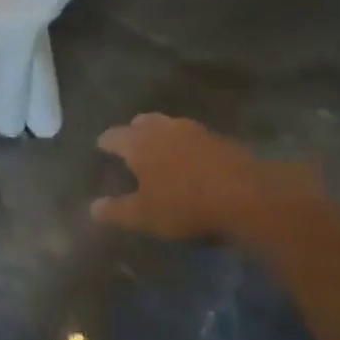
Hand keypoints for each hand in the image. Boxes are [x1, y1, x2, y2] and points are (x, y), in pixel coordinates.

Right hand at [92, 113, 323, 242]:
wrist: (246, 196)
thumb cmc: (185, 205)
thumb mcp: (145, 216)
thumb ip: (117, 211)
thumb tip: (92, 208)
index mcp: (138, 143)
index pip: (114, 136)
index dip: (106, 142)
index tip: (101, 146)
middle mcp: (163, 128)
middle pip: (143, 123)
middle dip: (133, 131)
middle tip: (130, 142)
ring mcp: (193, 130)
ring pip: (169, 126)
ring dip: (161, 134)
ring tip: (160, 148)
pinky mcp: (219, 138)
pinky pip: (192, 136)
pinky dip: (185, 144)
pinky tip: (190, 158)